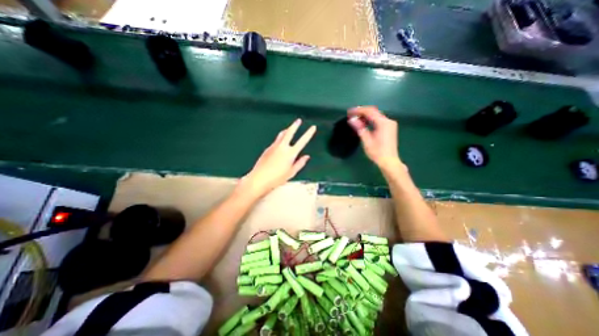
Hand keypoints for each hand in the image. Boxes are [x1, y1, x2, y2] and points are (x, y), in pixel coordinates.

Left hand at [240, 119, 317, 196]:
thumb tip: (307, 157)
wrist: (259, 178)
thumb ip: (300, 163)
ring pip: (281, 134)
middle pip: (290, 132)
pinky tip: (280, 143)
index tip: (313, 127)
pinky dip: (280, 139)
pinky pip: (276, 141)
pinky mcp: (267, 148)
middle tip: (298, 120)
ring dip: (286, 130)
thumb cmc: (277, 178)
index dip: (309, 133)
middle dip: (295, 125)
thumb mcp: (291, 172)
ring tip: (289, 128)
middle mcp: (282, 147)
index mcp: (291, 153)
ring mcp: (274, 146)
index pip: (302, 141)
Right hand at [349, 106, 399, 168]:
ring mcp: (390, 124)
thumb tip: (352, 119)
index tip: (349, 112)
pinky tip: (364, 123)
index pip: (370, 112)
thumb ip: (360, 128)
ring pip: (376, 115)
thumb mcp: (367, 140)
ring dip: (366, 115)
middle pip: (374, 112)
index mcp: (383, 123)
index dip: (359, 110)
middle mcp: (388, 121)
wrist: (389, 161)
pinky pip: (379, 120)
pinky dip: (371, 119)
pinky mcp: (390, 128)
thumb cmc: (377, 152)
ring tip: (356, 118)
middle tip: (351, 114)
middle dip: (362, 112)